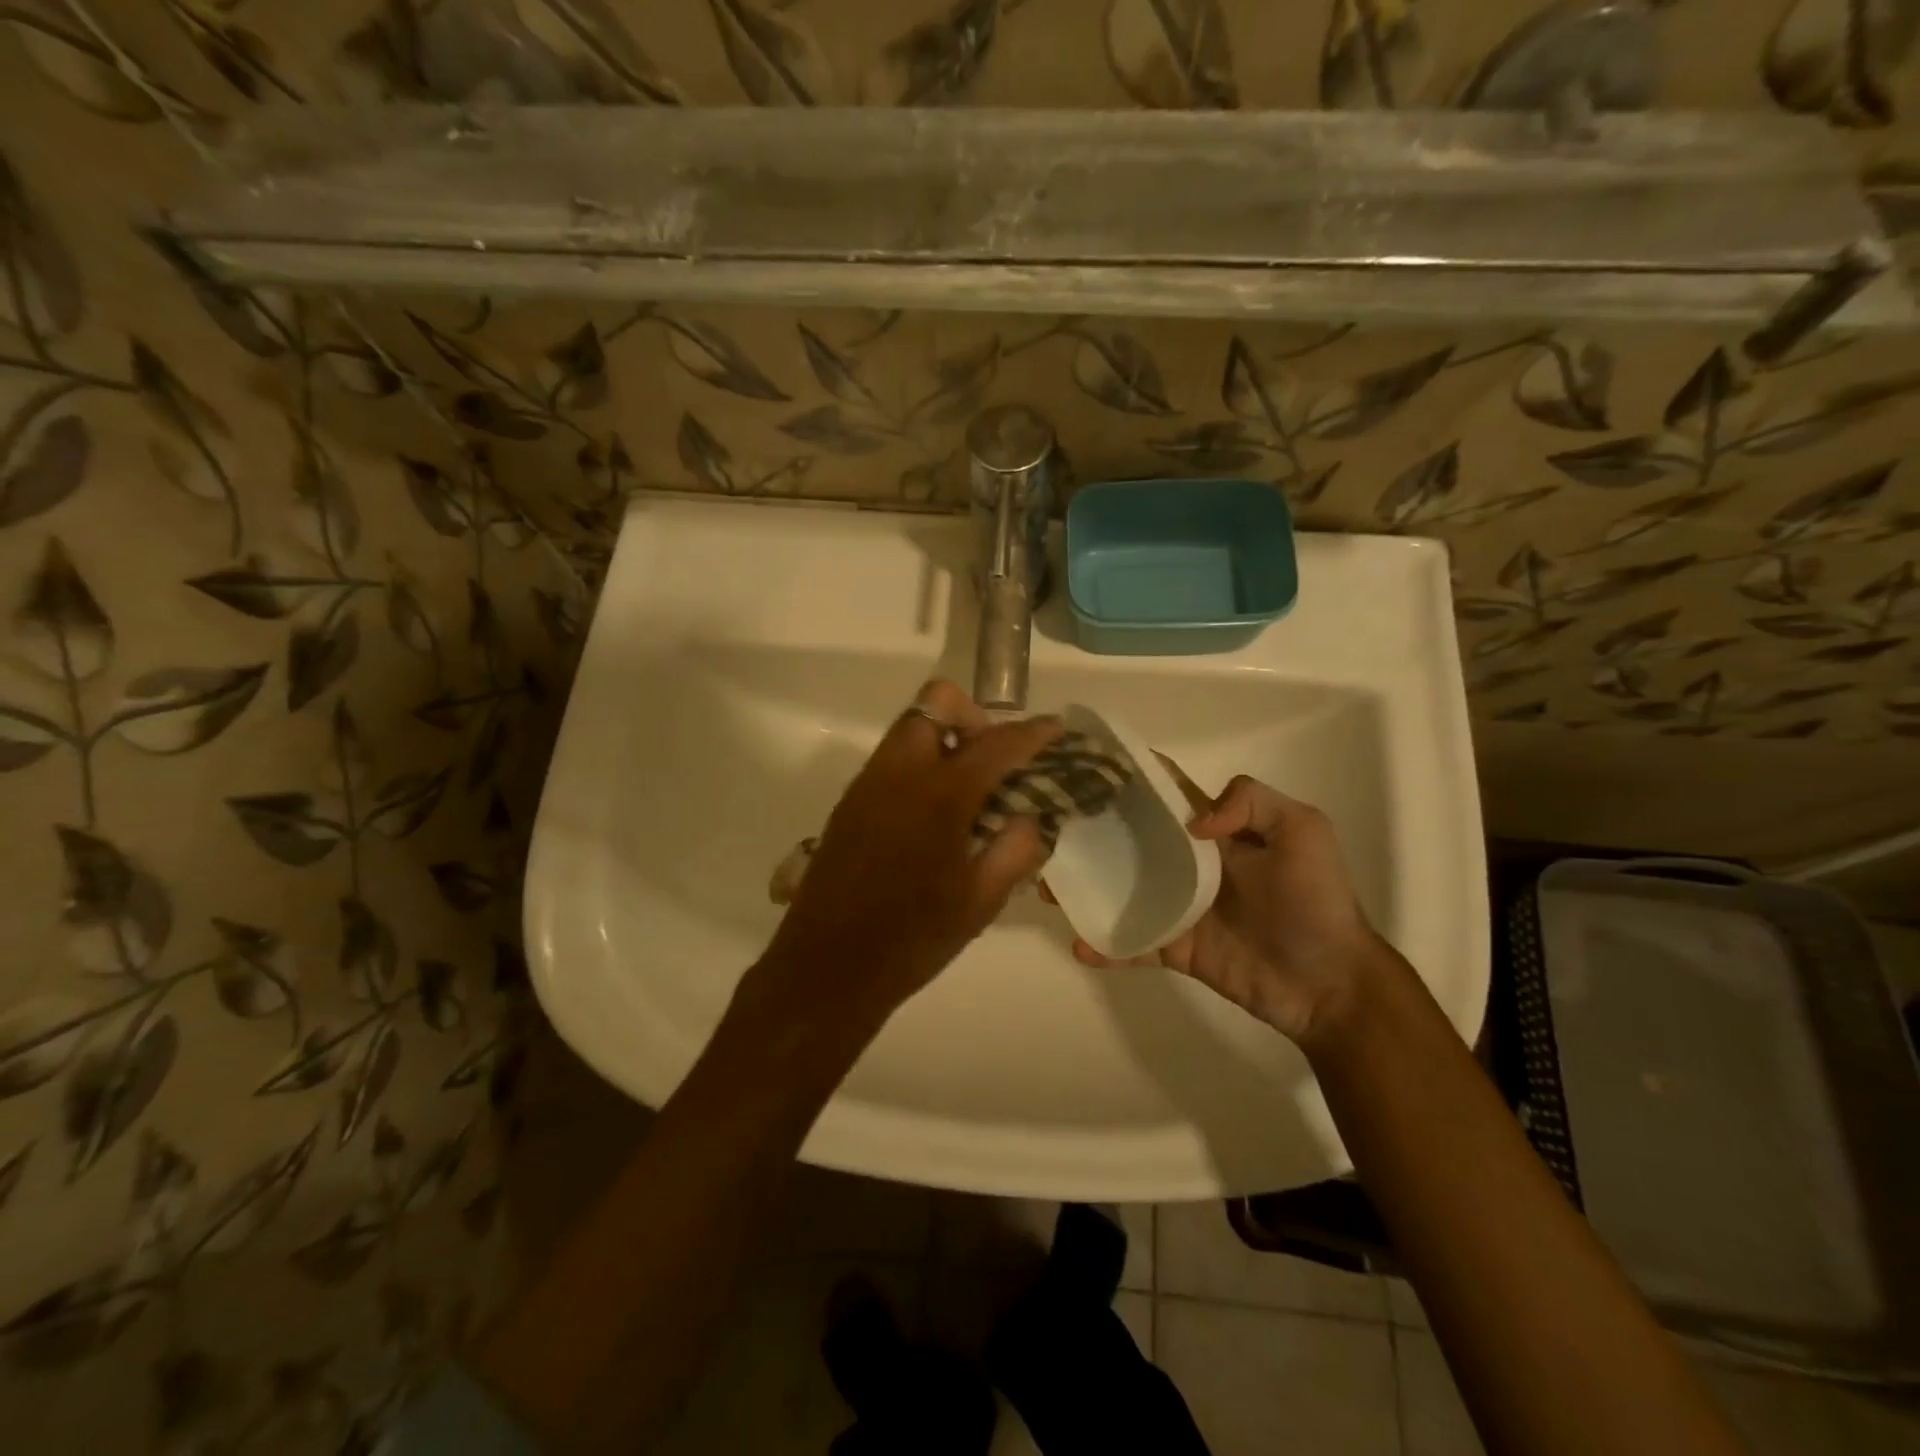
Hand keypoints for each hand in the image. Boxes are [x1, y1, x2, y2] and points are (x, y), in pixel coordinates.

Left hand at [754, 680, 1062, 1030]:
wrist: (828, 966)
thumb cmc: (912, 939)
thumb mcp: (981, 902)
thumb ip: (1016, 849)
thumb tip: (1032, 816)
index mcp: (939, 796)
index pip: (996, 745)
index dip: (1032, 732)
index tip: (1055, 727)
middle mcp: (899, 773)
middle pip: (937, 704)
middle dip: (974, 718)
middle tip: (995, 760)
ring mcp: (868, 783)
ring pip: (910, 728)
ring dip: (945, 738)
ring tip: (969, 787)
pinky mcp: (849, 801)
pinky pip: (891, 758)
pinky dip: (920, 762)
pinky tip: (933, 812)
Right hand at [1053, 768, 1380, 1047]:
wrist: (1330, 983)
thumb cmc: (1316, 902)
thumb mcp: (1304, 832)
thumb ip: (1253, 803)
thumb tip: (1192, 822)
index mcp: (1213, 832)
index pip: (1165, 796)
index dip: (1129, 779)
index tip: (1084, 767)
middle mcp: (1188, 864)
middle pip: (1129, 842)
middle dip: (1089, 834)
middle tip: (1047, 831)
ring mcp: (1178, 908)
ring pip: (1120, 891)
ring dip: (1085, 888)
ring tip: (1048, 888)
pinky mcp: (1175, 949)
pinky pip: (1133, 943)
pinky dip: (1105, 946)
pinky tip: (1081, 946)